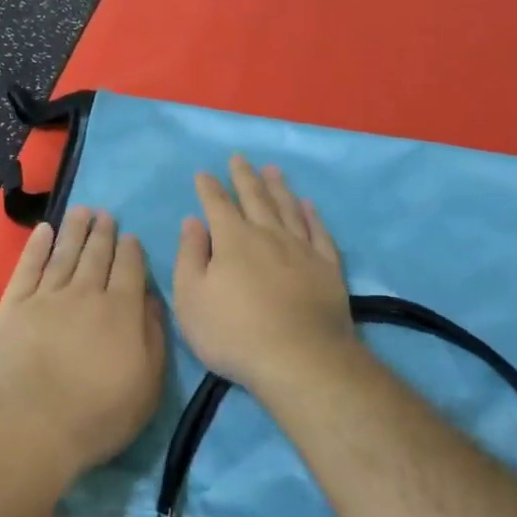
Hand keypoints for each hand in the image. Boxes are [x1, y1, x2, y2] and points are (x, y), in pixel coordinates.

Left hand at [0, 206, 166, 474]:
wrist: (30, 425)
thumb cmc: (97, 414)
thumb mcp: (147, 386)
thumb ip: (153, 337)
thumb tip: (152, 300)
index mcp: (121, 311)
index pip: (130, 270)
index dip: (131, 250)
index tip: (130, 236)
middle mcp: (86, 294)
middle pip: (97, 255)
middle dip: (103, 233)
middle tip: (105, 215)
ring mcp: (46, 297)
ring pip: (64, 254)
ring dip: (75, 230)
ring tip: (82, 212)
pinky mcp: (13, 306)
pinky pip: (28, 267)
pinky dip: (37, 246)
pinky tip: (44, 231)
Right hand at [173, 156, 354, 394]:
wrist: (299, 359)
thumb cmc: (233, 332)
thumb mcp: (191, 298)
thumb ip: (189, 256)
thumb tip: (193, 221)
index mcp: (233, 240)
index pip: (217, 205)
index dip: (208, 188)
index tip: (203, 173)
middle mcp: (268, 234)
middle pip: (255, 198)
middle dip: (244, 177)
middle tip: (239, 158)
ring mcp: (302, 249)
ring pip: (288, 208)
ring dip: (278, 187)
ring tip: (272, 170)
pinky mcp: (327, 268)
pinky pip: (319, 231)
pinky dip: (311, 215)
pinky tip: (308, 205)